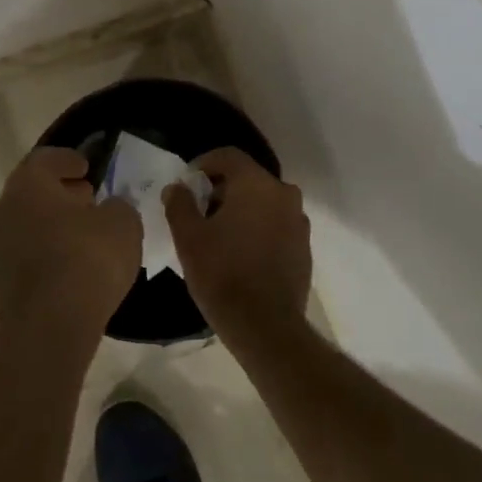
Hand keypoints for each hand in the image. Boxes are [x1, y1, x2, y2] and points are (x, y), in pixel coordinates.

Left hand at [0, 148, 142, 344]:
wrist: (49, 326)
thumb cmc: (87, 260)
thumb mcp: (122, 224)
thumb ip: (117, 207)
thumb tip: (109, 209)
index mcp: (28, 185)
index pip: (45, 159)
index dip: (68, 159)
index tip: (86, 167)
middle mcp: (3, 210)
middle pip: (32, 192)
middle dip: (60, 193)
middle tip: (87, 198)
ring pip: (26, 224)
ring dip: (51, 224)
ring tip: (83, 234)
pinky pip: (26, 255)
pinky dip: (46, 252)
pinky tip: (70, 265)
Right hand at [164, 148, 311, 336]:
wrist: (264, 325)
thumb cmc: (222, 273)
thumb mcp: (188, 237)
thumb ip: (179, 204)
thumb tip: (177, 188)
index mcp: (257, 184)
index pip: (228, 156)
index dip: (203, 164)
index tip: (187, 184)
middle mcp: (284, 195)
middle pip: (248, 178)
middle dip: (221, 189)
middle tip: (198, 212)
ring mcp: (298, 222)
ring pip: (263, 202)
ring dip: (241, 210)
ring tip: (218, 235)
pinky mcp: (303, 247)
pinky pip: (276, 225)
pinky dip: (257, 229)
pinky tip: (239, 253)